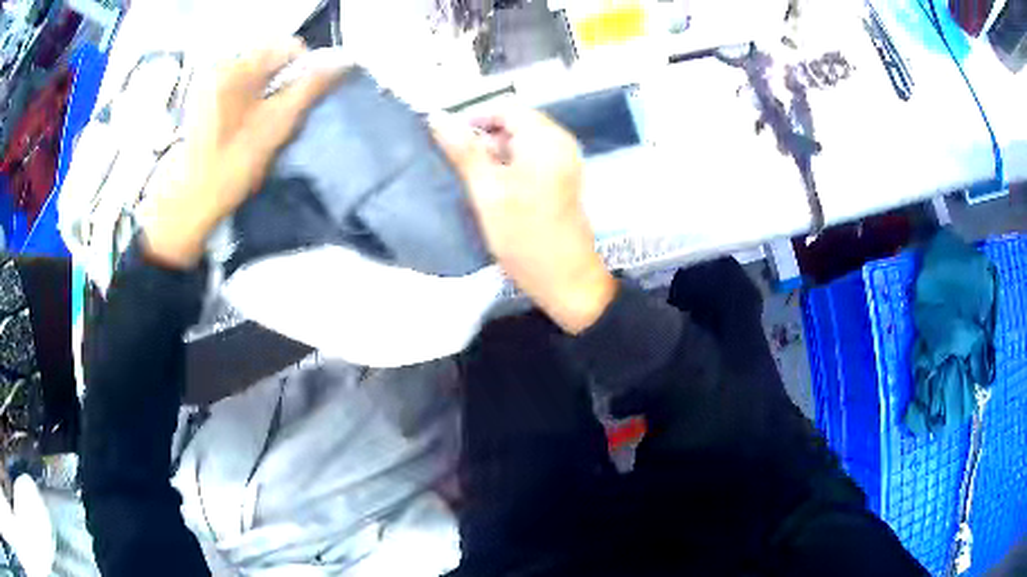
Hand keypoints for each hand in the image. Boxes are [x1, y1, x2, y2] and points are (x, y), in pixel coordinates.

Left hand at [141, 38, 345, 268]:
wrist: (187, 201)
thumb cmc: (232, 165)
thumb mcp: (276, 125)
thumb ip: (310, 88)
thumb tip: (342, 61)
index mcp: (237, 66)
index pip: (288, 45)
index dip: (304, 69)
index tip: (300, 101)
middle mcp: (221, 63)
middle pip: (270, 55)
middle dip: (282, 80)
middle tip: (279, 115)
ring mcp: (208, 79)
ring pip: (255, 70)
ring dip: (267, 88)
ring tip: (261, 122)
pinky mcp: (202, 95)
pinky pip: (238, 82)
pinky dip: (249, 96)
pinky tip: (243, 123)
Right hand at [434, 109, 615, 334]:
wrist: (566, 281)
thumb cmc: (526, 237)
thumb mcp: (487, 192)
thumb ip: (463, 151)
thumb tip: (437, 117)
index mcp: (545, 138)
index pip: (504, 108)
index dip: (473, 117)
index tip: (445, 138)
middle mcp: (559, 142)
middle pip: (513, 124)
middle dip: (482, 138)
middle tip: (456, 163)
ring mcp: (563, 162)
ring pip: (519, 143)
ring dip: (493, 154)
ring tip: (470, 178)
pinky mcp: (561, 180)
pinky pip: (529, 160)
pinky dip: (508, 167)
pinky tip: (491, 189)